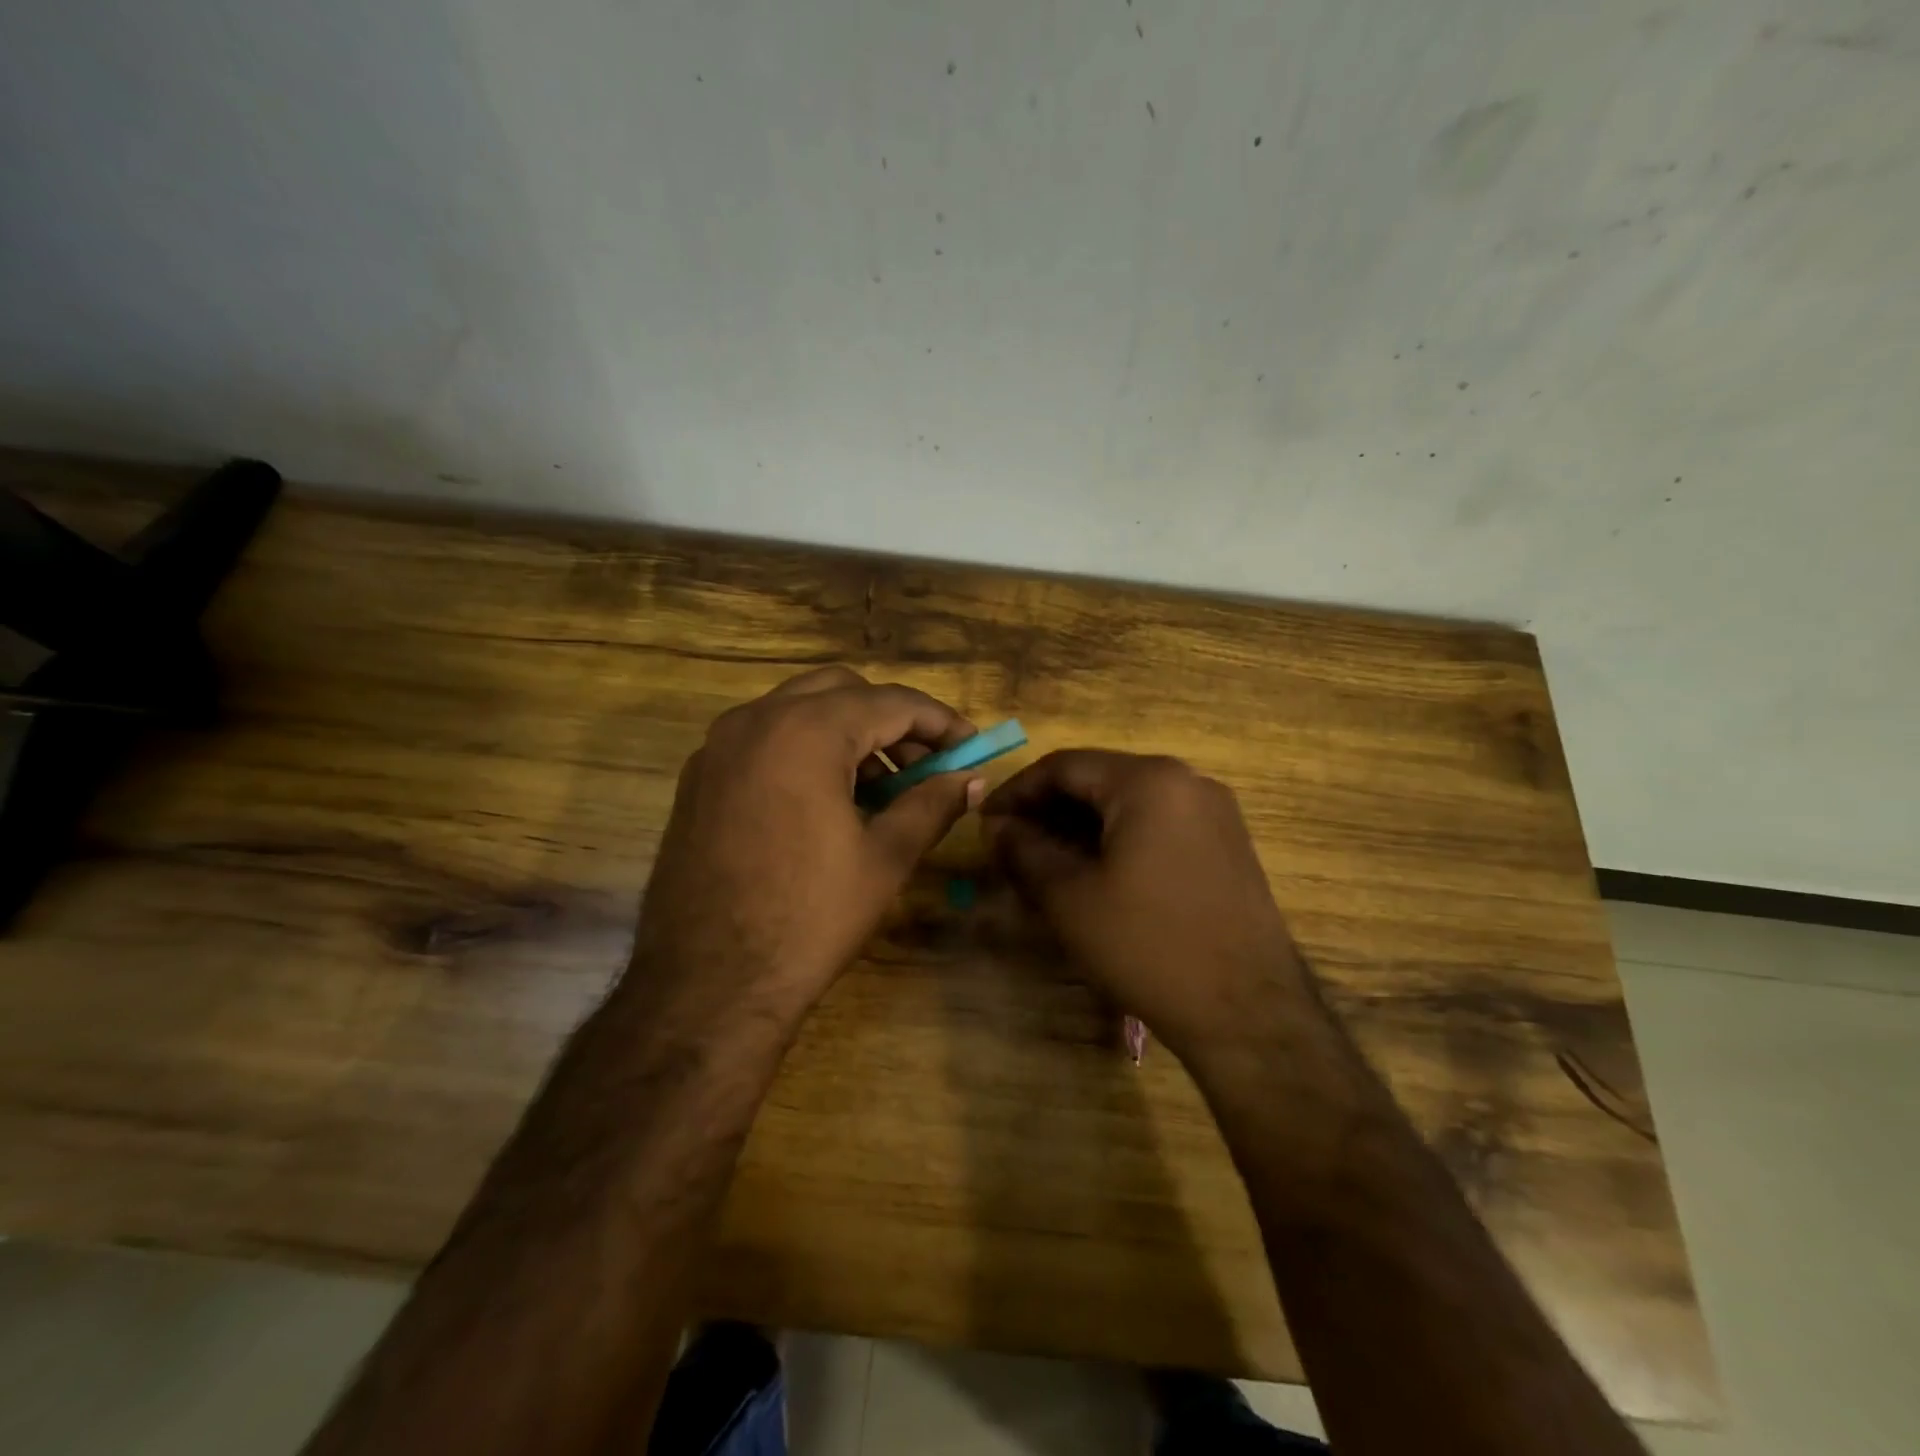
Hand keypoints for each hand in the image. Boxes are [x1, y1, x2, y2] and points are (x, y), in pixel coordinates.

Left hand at [633, 667, 984, 1027]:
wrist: (707, 986)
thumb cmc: (809, 919)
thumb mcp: (885, 858)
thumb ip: (933, 805)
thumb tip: (972, 779)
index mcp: (806, 731)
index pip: (891, 702)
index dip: (940, 722)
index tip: (969, 748)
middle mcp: (755, 720)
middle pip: (841, 691)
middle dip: (891, 720)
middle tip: (925, 765)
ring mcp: (718, 747)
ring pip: (798, 710)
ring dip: (847, 733)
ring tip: (882, 789)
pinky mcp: (699, 778)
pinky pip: (764, 739)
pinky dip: (805, 750)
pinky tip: (826, 801)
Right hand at [980, 750, 1307, 1056]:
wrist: (1248, 1013)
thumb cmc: (1148, 946)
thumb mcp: (1070, 898)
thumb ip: (1023, 850)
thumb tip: (996, 827)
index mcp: (1149, 781)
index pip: (1064, 766)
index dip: (1016, 791)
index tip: (985, 822)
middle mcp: (1188, 781)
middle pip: (1099, 780)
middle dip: (1048, 810)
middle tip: (1011, 845)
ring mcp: (1214, 812)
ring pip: (1128, 804)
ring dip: (1081, 826)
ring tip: (1045, 862)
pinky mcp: (1226, 844)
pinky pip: (1157, 825)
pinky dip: (1117, 839)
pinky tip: (1094, 873)